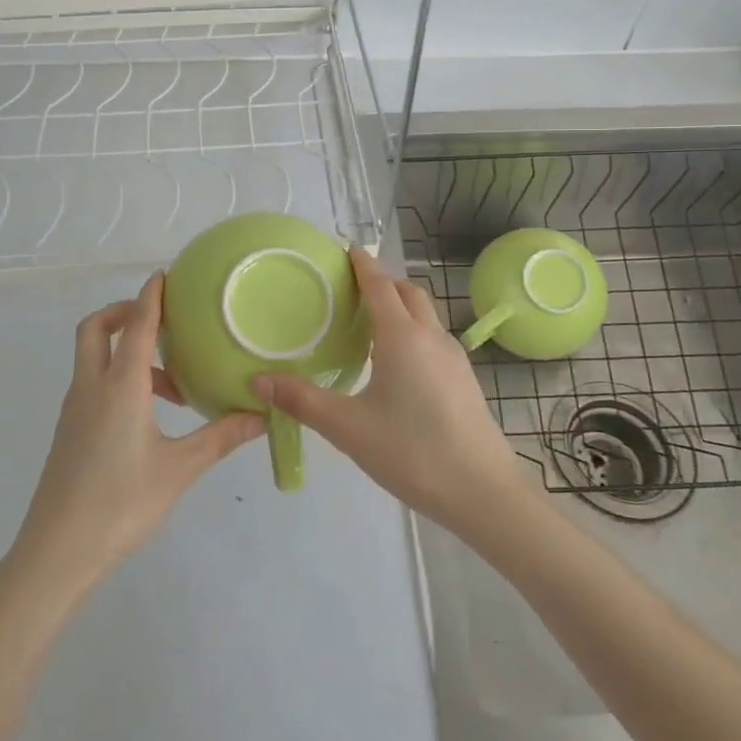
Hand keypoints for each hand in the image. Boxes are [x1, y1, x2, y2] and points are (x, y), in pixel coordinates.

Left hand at [10, 272, 264, 589]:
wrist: (57, 551)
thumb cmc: (121, 503)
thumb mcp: (179, 470)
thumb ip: (220, 437)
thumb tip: (261, 416)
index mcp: (120, 386)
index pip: (136, 325)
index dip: (151, 296)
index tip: (164, 275)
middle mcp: (92, 387)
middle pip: (96, 328)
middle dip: (123, 312)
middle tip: (160, 322)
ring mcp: (75, 409)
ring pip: (94, 357)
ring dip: (125, 351)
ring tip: (172, 385)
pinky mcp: (70, 430)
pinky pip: (93, 383)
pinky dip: (118, 377)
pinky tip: (148, 414)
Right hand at [251, 248, 530, 534]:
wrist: (483, 491)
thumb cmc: (411, 451)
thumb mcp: (348, 428)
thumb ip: (302, 401)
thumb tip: (258, 382)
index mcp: (402, 337)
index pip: (380, 285)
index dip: (363, 265)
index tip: (348, 248)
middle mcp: (431, 337)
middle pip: (408, 292)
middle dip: (383, 281)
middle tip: (353, 287)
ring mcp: (454, 358)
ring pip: (426, 315)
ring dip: (401, 306)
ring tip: (372, 323)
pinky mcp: (465, 380)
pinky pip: (434, 338)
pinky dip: (414, 331)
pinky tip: (399, 363)